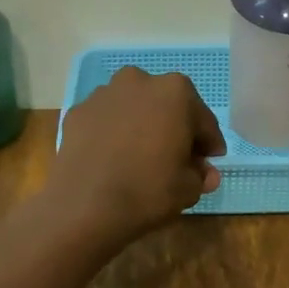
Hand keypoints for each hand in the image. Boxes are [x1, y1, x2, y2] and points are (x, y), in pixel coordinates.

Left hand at [45, 67, 225, 246]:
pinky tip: (113, 157)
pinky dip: (114, 132)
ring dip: (142, 125)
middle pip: (167, 106)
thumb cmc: (148, 190)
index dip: (208, 143)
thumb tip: (205, 172)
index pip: (202, 120)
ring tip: (141, 155)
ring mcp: (104, 93)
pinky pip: (106, 120)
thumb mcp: (189, 188)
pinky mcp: (78, 111)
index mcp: (175, 92)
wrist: (85, 206)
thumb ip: (201, 174)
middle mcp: (139, 81)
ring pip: (134, 108)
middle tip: (177, 157)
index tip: (210, 160)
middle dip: (175, 127)